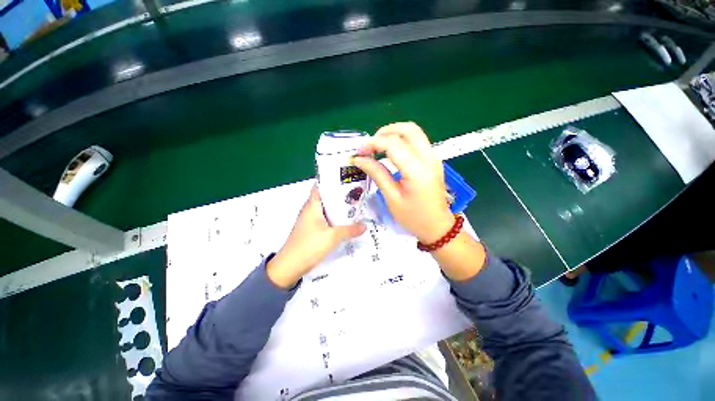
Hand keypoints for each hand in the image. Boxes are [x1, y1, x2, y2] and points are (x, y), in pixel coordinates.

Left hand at [267, 185, 366, 287]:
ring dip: (337, 207)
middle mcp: (309, 210)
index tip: (347, 180)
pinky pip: (324, 219)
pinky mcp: (311, 229)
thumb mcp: (332, 237)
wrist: (290, 266)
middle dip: (339, 195)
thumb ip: (349, 230)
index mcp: (312, 205)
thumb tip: (364, 226)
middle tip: (355, 193)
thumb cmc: (310, 246)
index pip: (320, 186)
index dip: (332, 181)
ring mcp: (309, 220)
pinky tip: (344, 221)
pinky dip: (333, 217)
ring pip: (325, 209)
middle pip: (325, 197)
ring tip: (353, 205)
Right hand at [352, 122, 453, 243]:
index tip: (360, 152)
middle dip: (386, 132)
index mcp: (417, 170)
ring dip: (394, 134)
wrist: (438, 227)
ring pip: (414, 132)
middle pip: (408, 129)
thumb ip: (377, 174)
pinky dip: (402, 140)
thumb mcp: (392, 198)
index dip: (374, 143)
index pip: (394, 144)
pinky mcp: (433, 160)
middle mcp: (429, 158)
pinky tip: (391, 152)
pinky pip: (418, 141)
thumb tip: (360, 159)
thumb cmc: (413, 217)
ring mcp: (434, 157)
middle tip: (370, 145)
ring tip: (378, 147)